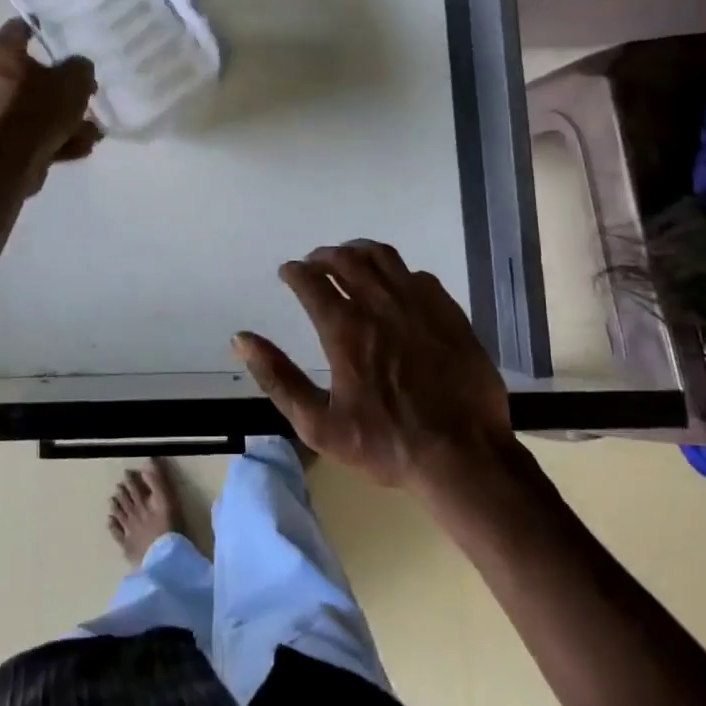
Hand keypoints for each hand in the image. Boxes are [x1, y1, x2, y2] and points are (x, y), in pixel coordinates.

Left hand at [0, 18, 100, 192]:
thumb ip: (80, 68)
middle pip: (29, 74)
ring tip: (91, 131)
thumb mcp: (73, 81)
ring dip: (62, 119)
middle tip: (86, 94)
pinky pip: (27, 134)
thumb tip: (78, 69)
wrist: (3, 165)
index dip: (47, 30)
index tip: (68, 37)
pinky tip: (79, 148)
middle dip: (61, 87)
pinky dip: (51, 139)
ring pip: (31, 109)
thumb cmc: (36, 110)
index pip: (22, 27)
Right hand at [233, 239, 517, 491]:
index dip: (295, 272)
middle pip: (345, 260)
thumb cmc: (387, 444)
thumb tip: (242, 339)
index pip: (311, 281)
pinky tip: (394, 284)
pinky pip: (416, 275)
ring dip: (358, 252)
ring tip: (348, 259)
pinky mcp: (447, 311)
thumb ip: (278, 378)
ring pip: (382, 257)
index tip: (287, 273)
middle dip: (322, 256)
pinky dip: (396, 271)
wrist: (463, 454)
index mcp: (345, 329)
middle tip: (313, 263)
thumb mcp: (319, 425)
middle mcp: (379, 305)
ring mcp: (417, 304)